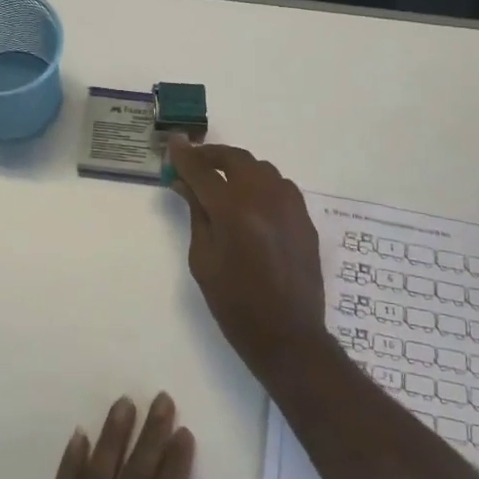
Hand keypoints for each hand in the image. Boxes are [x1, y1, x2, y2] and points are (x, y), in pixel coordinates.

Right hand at [166, 140, 325, 377]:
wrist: (288, 335)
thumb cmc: (234, 303)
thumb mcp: (203, 259)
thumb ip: (196, 214)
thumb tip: (185, 183)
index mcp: (232, 211)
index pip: (202, 170)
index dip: (185, 156)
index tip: (174, 143)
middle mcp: (263, 198)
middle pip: (236, 159)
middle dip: (212, 156)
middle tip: (195, 162)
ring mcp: (289, 205)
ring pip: (260, 168)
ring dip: (238, 168)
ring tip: (222, 182)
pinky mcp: (304, 217)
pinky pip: (280, 186)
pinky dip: (260, 184)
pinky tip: (250, 201)